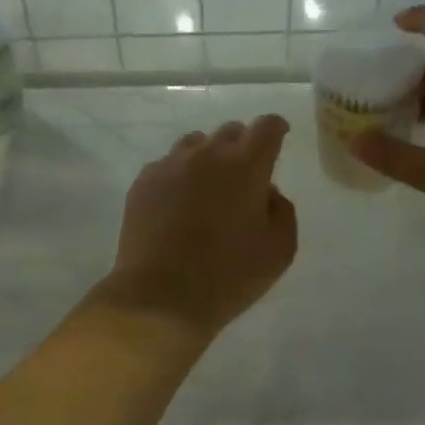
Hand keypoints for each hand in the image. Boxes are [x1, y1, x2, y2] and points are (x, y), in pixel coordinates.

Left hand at [97, 115, 297, 338]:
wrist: (160, 296)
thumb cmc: (228, 275)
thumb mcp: (279, 250)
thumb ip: (281, 211)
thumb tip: (266, 192)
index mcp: (246, 166)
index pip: (266, 127)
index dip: (275, 128)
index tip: (278, 136)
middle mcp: (207, 154)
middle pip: (229, 131)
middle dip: (242, 145)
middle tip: (245, 175)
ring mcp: (170, 166)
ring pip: (195, 144)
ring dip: (208, 157)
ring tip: (208, 187)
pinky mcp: (142, 183)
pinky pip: (167, 165)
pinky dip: (179, 176)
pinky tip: (178, 204)